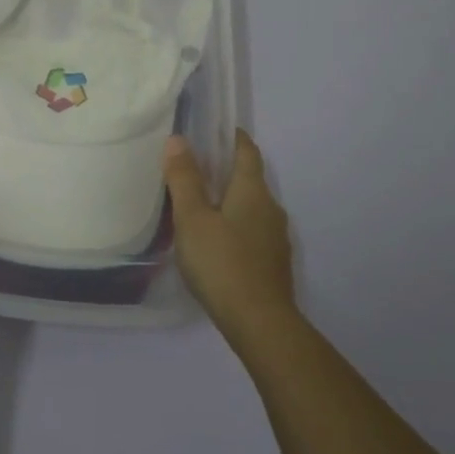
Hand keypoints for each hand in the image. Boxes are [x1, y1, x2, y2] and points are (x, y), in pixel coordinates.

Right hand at [163, 130, 296, 344]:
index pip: (247, 151)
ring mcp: (276, 238)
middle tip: (195, 168)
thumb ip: (184, 179)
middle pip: (250, 179)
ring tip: (200, 206)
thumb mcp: (192, 218)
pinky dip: (235, 226)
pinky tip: (216, 242)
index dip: (233, 137)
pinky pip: (253, 232)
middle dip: (226, 170)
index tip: (215, 130)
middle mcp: (271, 208)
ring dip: (230, 201)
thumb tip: (178, 140)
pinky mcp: (273, 264)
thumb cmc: (222, 263)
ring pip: (252, 208)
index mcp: (252, 191)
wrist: (260, 323)